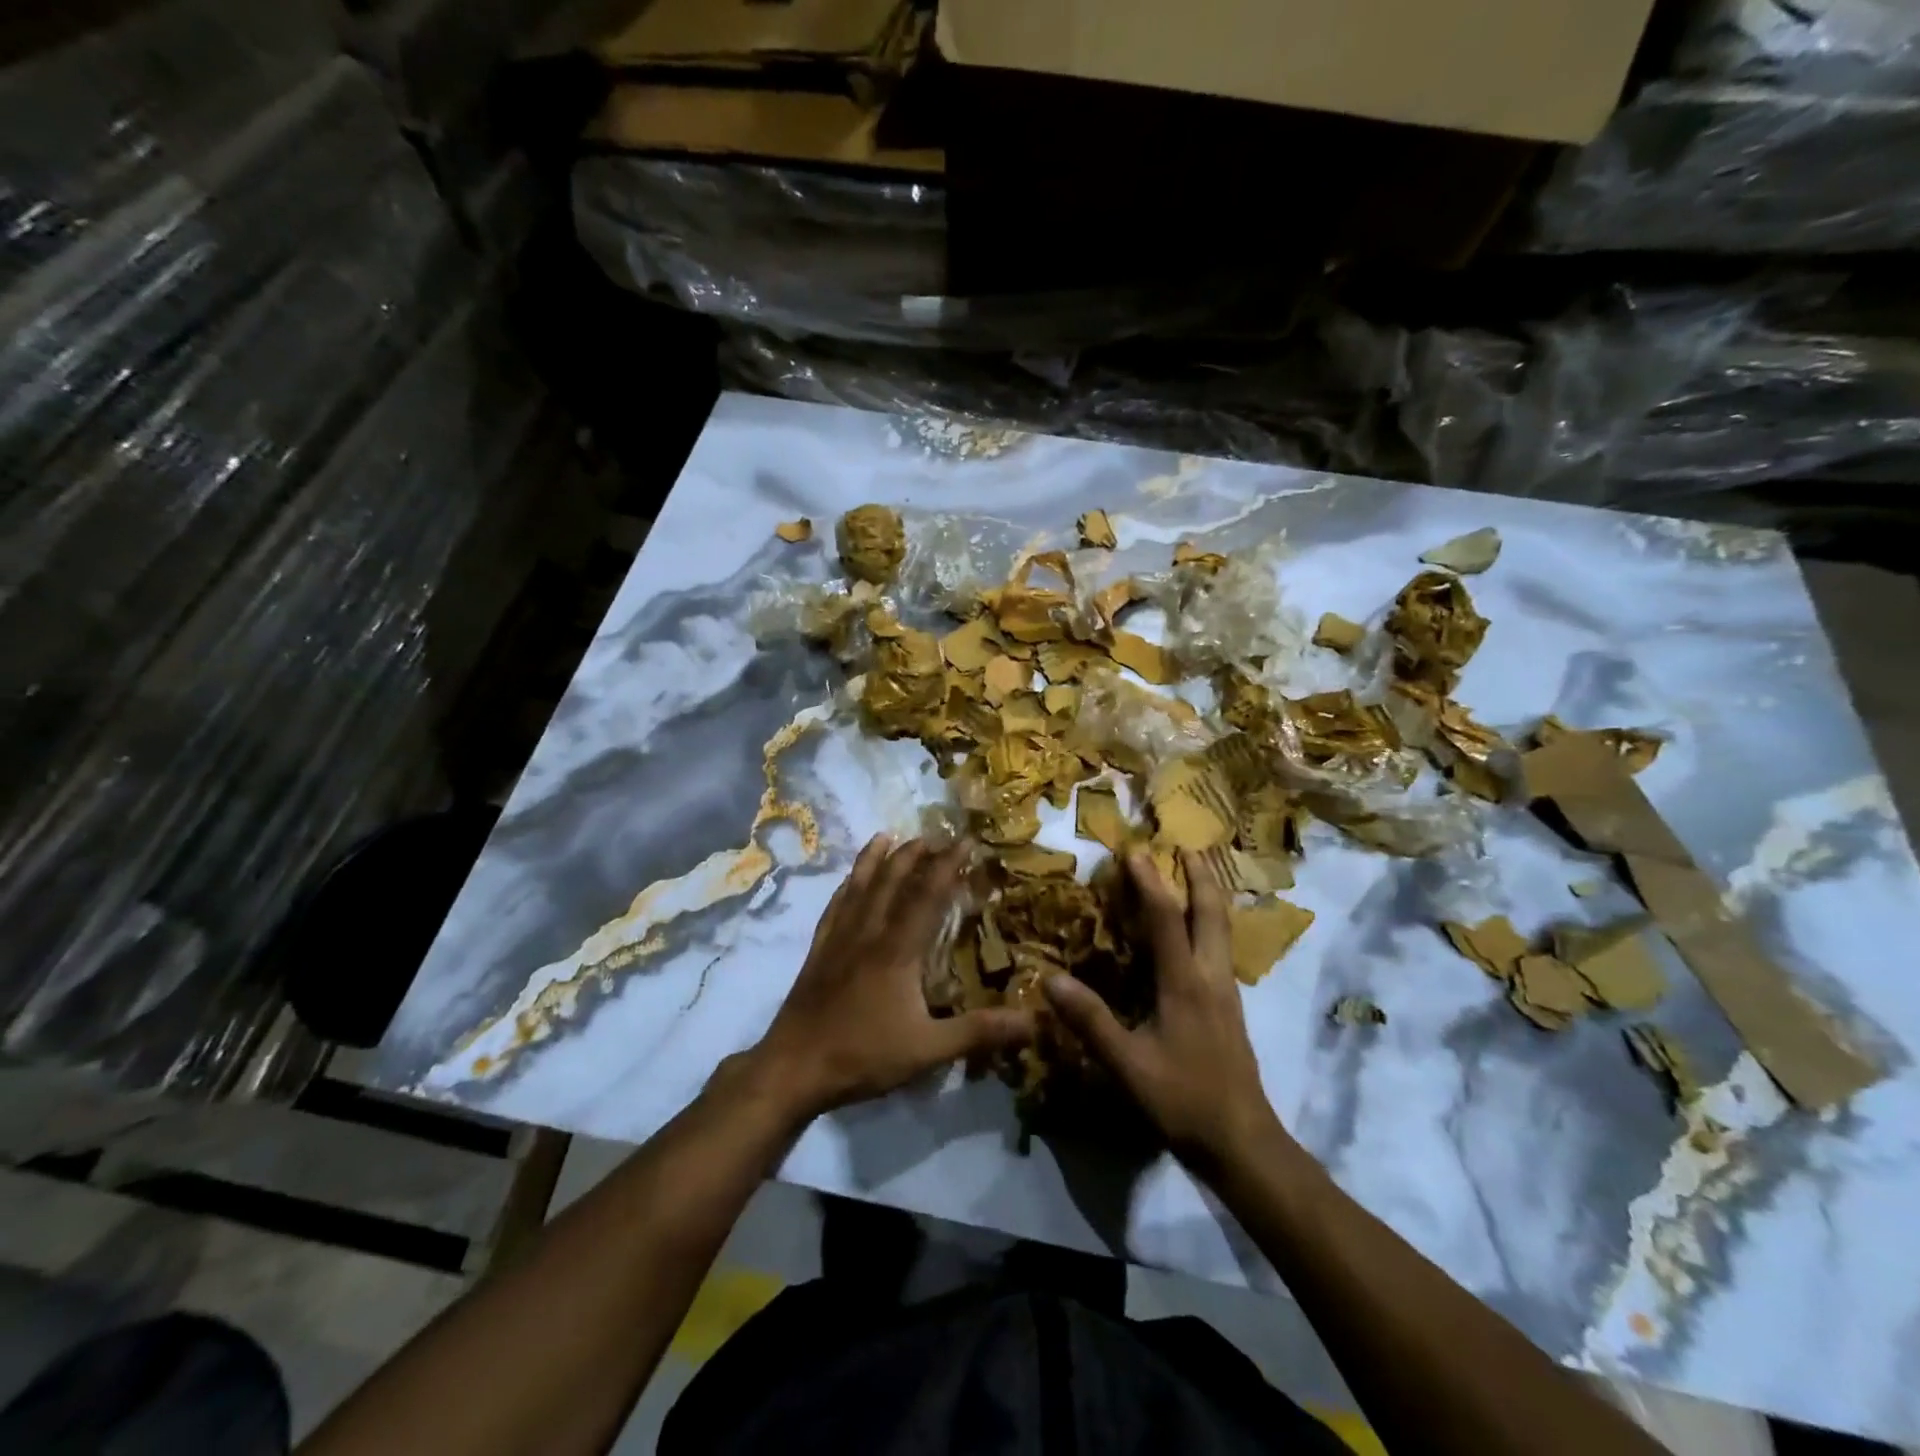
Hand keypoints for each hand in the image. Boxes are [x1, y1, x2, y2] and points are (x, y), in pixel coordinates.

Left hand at [744, 836, 1035, 1121]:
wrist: (793, 1068)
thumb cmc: (863, 1055)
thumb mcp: (928, 1050)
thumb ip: (979, 1032)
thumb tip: (1033, 1020)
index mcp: (897, 950)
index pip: (927, 895)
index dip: (948, 865)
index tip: (966, 841)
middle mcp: (868, 933)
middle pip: (891, 881)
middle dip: (914, 854)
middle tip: (933, 836)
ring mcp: (839, 939)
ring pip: (860, 886)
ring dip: (876, 859)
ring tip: (887, 836)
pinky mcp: (819, 951)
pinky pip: (835, 907)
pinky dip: (846, 886)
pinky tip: (849, 881)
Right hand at [1043, 849, 1290, 1173]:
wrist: (1243, 1142)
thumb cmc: (1183, 1100)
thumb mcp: (1127, 1065)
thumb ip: (1090, 1021)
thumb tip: (1050, 978)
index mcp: (1186, 983)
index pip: (1166, 918)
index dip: (1149, 882)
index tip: (1134, 850)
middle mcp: (1211, 977)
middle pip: (1212, 913)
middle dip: (1201, 876)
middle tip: (1189, 847)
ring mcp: (1226, 993)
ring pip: (1222, 930)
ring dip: (1209, 897)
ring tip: (1197, 876)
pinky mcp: (1230, 1009)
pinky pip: (1221, 949)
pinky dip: (1209, 924)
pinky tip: (1198, 934)